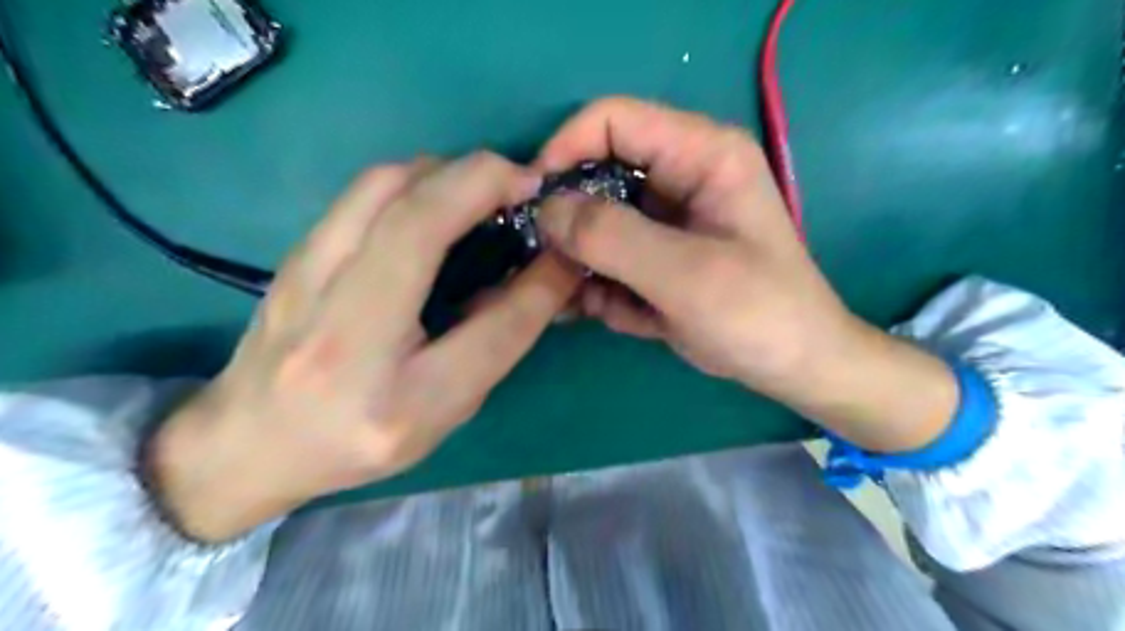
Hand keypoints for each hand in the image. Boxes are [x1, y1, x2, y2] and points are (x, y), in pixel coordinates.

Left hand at [149, 152, 580, 542]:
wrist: (248, 442)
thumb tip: (544, 275)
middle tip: (525, 187)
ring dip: (448, 172)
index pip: (490, 327)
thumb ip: (496, 343)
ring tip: (485, 191)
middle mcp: (342, 330)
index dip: (540, 278)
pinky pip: (363, 190)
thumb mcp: (444, 411)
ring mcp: (303, 278)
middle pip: (415, 217)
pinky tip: (437, 201)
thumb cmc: (358, 441)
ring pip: (384, 184)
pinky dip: (415, 179)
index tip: (565, 243)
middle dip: (484, 180)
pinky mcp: (296, 251)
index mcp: (395, 396)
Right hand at [536, 97, 956, 453]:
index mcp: (701, 155)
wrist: (791, 367)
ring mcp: (665, 220)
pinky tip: (607, 315)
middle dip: (566, 219)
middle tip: (543, 263)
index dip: (564, 150)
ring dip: (579, 260)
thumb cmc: (757, 314)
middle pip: (597, 173)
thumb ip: (613, 238)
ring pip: (596, 221)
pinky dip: (599, 286)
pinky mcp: (656, 256)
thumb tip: (545, 210)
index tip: (532, 200)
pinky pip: (609, 256)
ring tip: (572, 301)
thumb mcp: (686, 275)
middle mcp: (679, 177)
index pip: (613, 121)